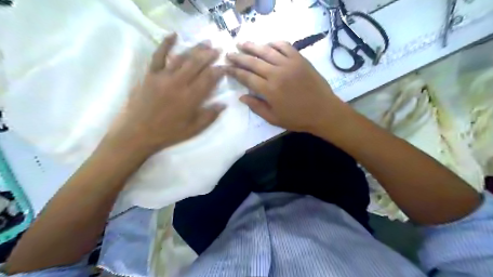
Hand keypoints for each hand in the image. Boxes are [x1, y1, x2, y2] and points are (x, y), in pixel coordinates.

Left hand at [107, 32, 225, 155]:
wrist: (137, 134)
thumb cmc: (168, 133)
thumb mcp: (193, 129)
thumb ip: (210, 116)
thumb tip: (224, 104)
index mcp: (191, 98)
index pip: (209, 79)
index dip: (219, 71)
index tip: (225, 66)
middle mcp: (179, 83)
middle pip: (197, 64)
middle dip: (210, 55)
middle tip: (218, 49)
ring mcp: (163, 77)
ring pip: (182, 58)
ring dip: (195, 49)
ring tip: (206, 42)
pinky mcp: (150, 74)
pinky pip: (158, 56)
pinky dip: (166, 44)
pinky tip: (174, 35)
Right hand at [225, 40, 345, 133]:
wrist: (323, 111)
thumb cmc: (297, 118)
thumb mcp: (274, 118)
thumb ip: (256, 107)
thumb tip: (241, 96)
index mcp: (269, 90)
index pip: (246, 77)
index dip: (234, 72)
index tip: (225, 67)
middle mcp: (277, 73)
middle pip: (253, 61)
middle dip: (238, 57)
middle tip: (229, 53)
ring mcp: (289, 64)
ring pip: (266, 51)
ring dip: (252, 46)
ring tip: (242, 43)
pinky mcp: (300, 59)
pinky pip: (284, 46)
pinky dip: (274, 43)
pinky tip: (267, 44)